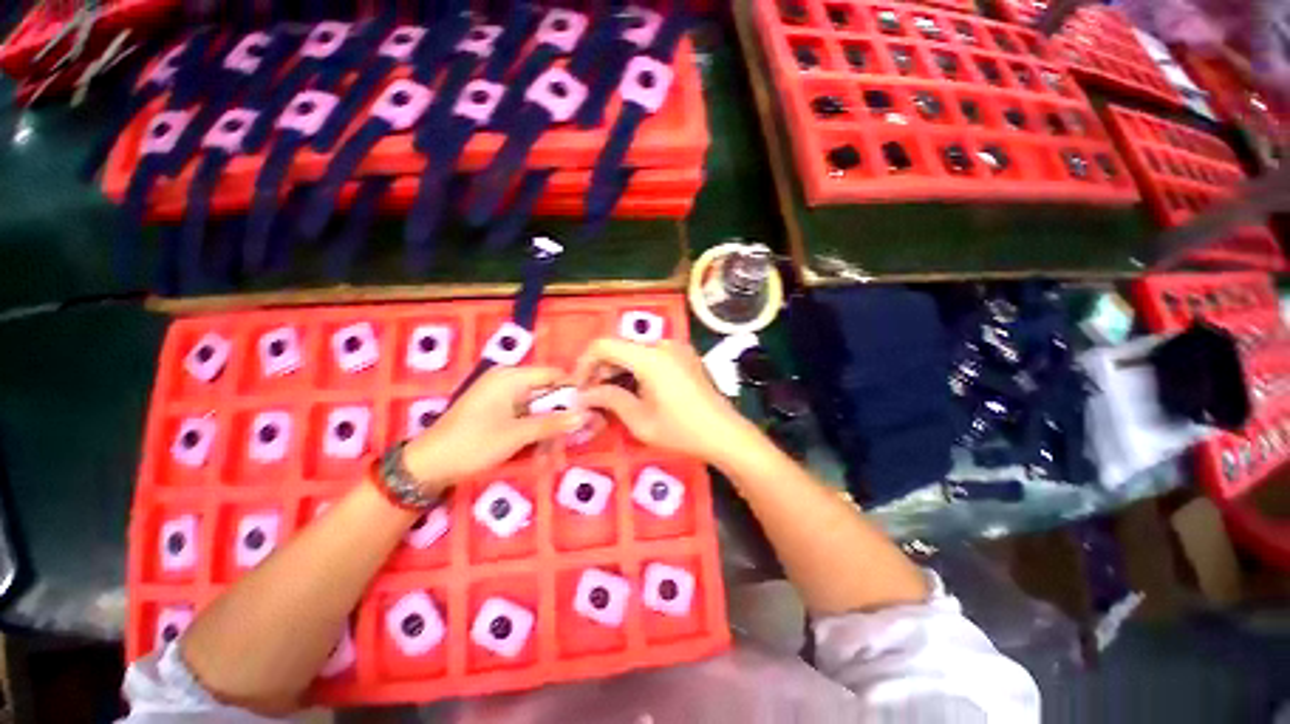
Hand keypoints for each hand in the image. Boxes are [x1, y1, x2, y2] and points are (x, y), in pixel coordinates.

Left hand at [403, 366, 583, 492]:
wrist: (427, 465)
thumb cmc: (473, 444)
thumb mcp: (517, 434)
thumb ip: (553, 423)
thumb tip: (586, 416)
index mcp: (511, 377)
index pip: (554, 374)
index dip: (573, 389)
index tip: (590, 408)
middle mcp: (507, 381)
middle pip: (546, 391)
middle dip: (562, 412)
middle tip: (579, 432)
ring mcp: (500, 395)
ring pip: (537, 405)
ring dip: (549, 424)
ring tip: (560, 445)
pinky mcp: (495, 410)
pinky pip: (524, 414)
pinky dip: (535, 427)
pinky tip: (542, 446)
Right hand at [575, 339, 754, 464]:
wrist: (725, 434)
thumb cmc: (681, 431)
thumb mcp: (639, 420)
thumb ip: (609, 399)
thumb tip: (583, 394)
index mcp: (650, 356)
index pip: (604, 345)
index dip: (584, 363)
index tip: (578, 387)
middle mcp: (662, 344)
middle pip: (619, 346)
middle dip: (600, 368)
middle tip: (591, 395)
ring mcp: (675, 348)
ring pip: (634, 351)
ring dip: (617, 369)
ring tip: (609, 395)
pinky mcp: (683, 356)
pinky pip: (650, 355)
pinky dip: (635, 368)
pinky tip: (633, 389)